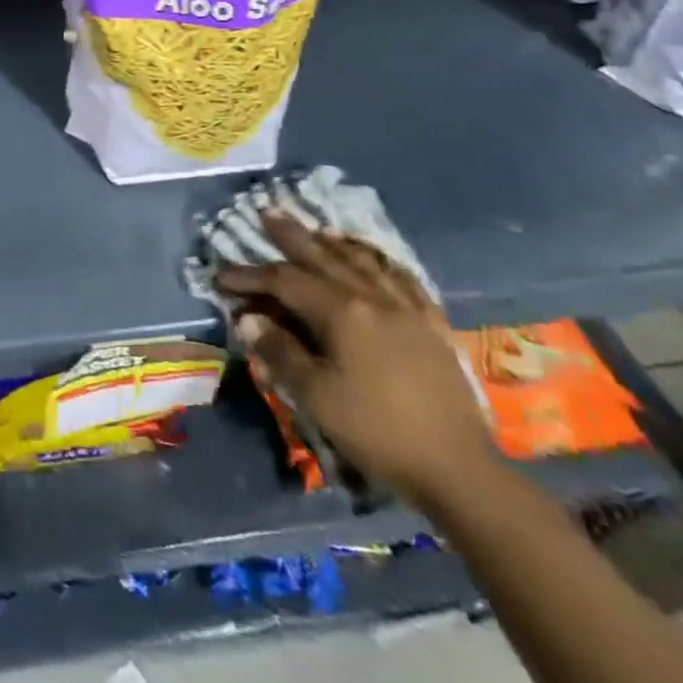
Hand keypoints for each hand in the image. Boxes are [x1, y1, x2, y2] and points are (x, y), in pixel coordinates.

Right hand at [214, 215, 493, 507]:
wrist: (460, 470)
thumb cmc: (379, 431)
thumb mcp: (317, 396)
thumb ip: (281, 352)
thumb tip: (249, 319)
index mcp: (341, 312)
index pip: (284, 281)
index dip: (250, 275)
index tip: (221, 276)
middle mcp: (372, 298)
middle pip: (323, 258)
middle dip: (291, 236)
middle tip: (268, 212)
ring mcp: (407, 309)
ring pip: (364, 263)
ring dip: (335, 244)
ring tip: (319, 230)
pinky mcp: (432, 327)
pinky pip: (404, 281)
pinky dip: (383, 264)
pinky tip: (378, 261)